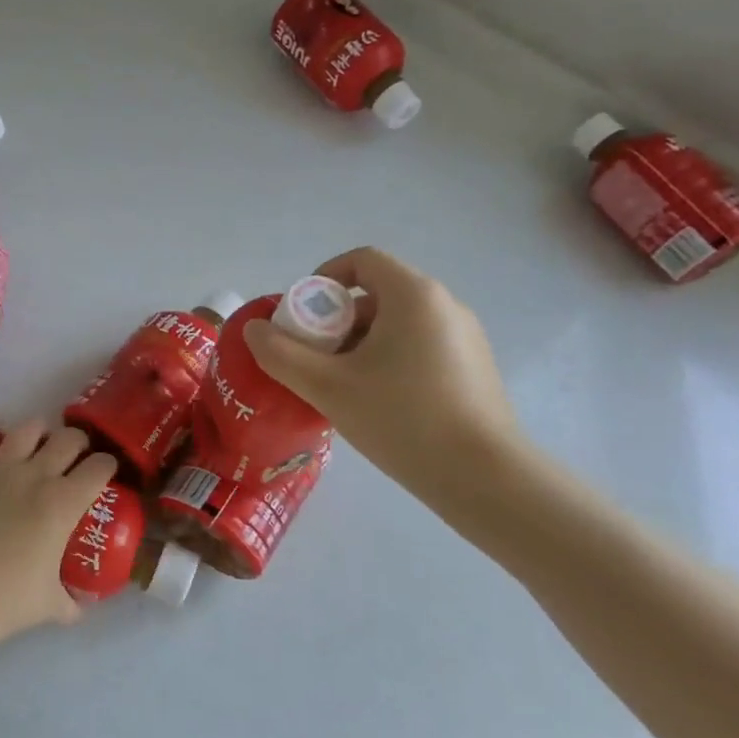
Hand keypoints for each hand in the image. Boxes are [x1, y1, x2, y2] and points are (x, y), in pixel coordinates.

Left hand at [0, 418, 117, 665]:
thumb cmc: (11, 598)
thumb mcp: (52, 605)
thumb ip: (73, 602)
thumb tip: (83, 606)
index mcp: (64, 503)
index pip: (100, 466)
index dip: (108, 465)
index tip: (106, 472)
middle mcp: (36, 475)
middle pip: (69, 438)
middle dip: (78, 443)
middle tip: (74, 457)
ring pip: (28, 428)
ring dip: (39, 431)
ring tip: (38, 442)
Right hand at [243, 247, 520, 500]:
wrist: (484, 477)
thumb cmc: (402, 419)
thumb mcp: (328, 387)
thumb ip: (282, 354)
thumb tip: (254, 330)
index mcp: (413, 295)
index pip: (362, 260)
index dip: (323, 278)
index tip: (302, 316)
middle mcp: (444, 305)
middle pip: (378, 293)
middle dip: (336, 319)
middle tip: (313, 358)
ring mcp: (465, 337)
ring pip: (398, 323)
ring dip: (361, 343)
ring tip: (340, 386)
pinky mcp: (473, 368)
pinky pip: (419, 346)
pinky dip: (389, 359)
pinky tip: (377, 403)